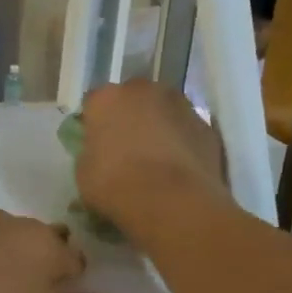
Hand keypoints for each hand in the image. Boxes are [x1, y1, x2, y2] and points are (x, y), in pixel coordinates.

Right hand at [76, 80, 232, 232]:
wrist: (171, 201)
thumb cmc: (115, 184)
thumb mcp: (84, 171)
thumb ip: (91, 151)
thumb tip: (100, 151)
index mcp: (106, 98)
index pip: (94, 102)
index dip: (94, 122)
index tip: (95, 141)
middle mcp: (142, 91)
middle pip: (132, 97)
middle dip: (129, 115)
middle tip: (127, 145)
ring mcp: (179, 104)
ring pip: (163, 109)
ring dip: (159, 124)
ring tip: (157, 157)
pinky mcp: (207, 125)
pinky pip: (187, 129)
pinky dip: (182, 141)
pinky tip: (179, 166)